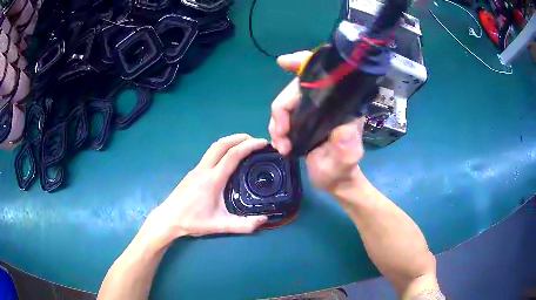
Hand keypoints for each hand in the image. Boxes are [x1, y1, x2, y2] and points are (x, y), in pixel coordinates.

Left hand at [139, 134, 268, 246]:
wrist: (168, 218)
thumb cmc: (193, 221)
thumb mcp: (220, 226)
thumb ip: (243, 225)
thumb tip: (264, 219)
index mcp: (212, 180)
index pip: (232, 155)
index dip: (249, 146)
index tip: (262, 143)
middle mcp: (204, 169)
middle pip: (221, 144)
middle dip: (239, 138)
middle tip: (255, 140)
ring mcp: (197, 169)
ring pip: (214, 147)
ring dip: (230, 142)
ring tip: (244, 146)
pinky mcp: (193, 172)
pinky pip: (210, 154)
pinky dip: (223, 150)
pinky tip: (229, 160)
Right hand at [269, 51, 364, 191]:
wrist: (333, 181)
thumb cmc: (342, 169)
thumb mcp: (347, 159)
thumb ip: (347, 145)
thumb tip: (341, 129)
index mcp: (340, 105)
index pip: (323, 75)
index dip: (303, 62)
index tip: (283, 62)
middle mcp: (325, 103)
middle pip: (294, 90)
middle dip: (282, 109)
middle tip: (281, 134)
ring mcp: (310, 112)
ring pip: (284, 105)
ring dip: (277, 124)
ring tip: (282, 146)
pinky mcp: (300, 122)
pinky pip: (281, 118)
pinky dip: (276, 130)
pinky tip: (280, 145)